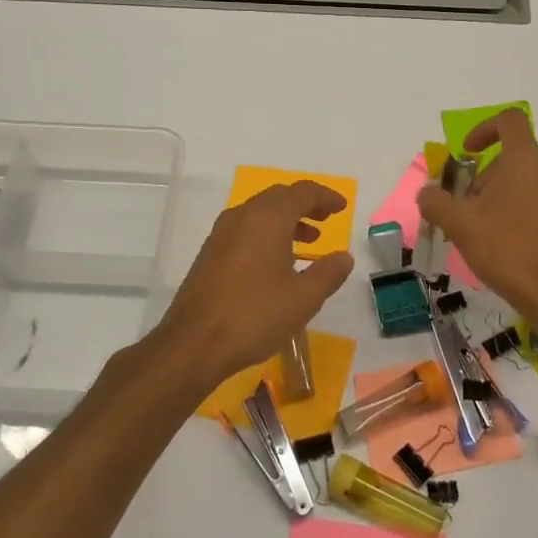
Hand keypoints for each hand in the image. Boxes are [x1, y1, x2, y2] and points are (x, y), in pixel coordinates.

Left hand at [151, 181, 354, 390]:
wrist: (194, 344)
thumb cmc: (255, 316)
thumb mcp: (304, 298)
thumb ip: (328, 273)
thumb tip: (344, 257)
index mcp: (267, 219)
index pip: (302, 192)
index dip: (325, 196)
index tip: (342, 207)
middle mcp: (242, 217)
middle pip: (278, 197)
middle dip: (305, 204)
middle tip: (326, 219)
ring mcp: (221, 235)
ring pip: (259, 213)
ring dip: (286, 220)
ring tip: (308, 241)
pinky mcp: (209, 254)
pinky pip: (245, 230)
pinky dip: (267, 233)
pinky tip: (276, 262)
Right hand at [416, 109, 537, 330]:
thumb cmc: (507, 249)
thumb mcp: (460, 225)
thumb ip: (436, 202)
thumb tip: (426, 193)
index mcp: (526, 160)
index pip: (509, 121)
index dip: (484, 129)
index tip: (467, 154)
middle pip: (515, 157)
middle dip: (487, 176)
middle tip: (469, 208)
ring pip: (530, 182)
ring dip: (505, 195)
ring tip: (488, 229)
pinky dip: (525, 211)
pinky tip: (513, 243)